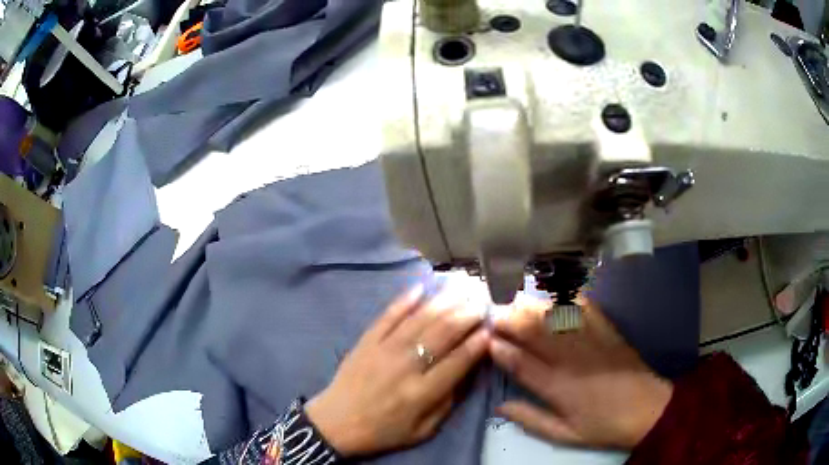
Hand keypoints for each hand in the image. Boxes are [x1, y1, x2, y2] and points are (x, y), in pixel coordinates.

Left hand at [306, 286, 489, 456]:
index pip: (459, 360)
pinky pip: (387, 316)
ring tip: (462, 290)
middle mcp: (406, 366)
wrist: (336, 423)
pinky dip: (405, 300)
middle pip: (443, 333)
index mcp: (422, 393)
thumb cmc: (384, 431)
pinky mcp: (366, 341)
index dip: (479, 342)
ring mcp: (383, 350)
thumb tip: (470, 371)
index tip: (492, 328)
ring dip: (444, 302)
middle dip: (467, 315)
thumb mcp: (423, 430)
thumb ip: (449, 402)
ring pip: (419, 319)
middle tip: (482, 303)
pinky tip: (421, 287)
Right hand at [489, 296, 672, 449]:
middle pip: (533, 331)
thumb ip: (530, 419)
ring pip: (553, 315)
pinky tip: (551, 294)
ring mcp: (590, 339)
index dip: (499, 347)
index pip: (519, 362)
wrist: (646, 408)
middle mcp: (570, 358)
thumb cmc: (602, 425)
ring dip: (530, 305)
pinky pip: (582, 306)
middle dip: (509, 319)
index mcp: (557, 387)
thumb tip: (499, 405)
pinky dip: (564, 297)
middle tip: (493, 313)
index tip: (485, 339)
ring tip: (513, 300)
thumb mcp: (564, 434)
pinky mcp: (606, 328)